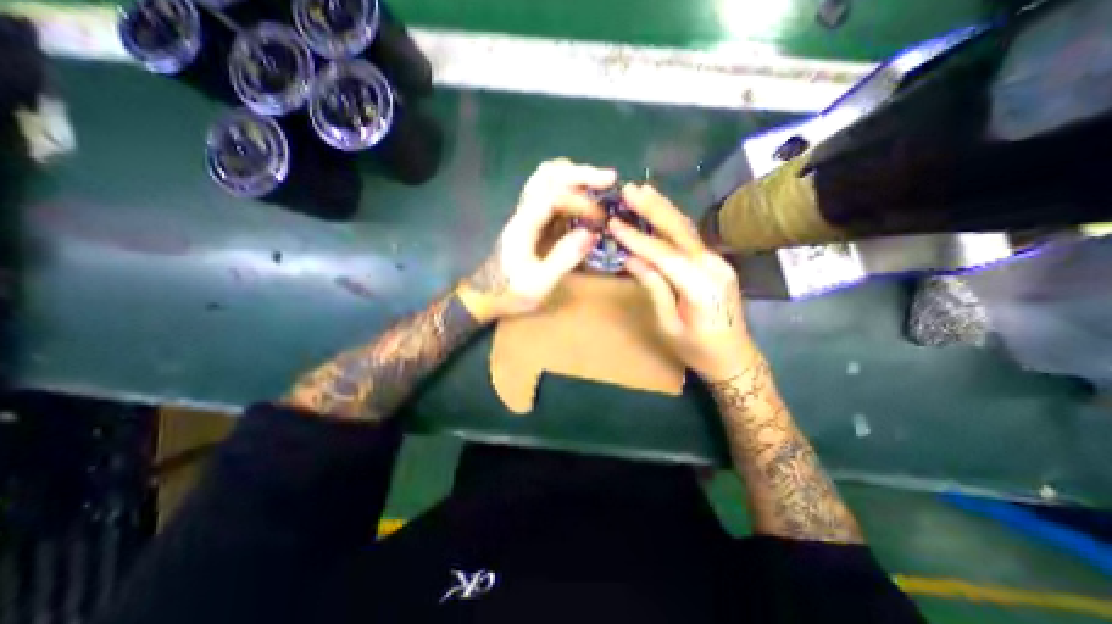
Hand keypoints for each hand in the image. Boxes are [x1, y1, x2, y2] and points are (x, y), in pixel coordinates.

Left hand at [454, 158, 615, 324]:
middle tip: (610, 179)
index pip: (552, 196)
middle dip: (581, 173)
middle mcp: (523, 211)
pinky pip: (550, 192)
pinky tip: (584, 198)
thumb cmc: (512, 291)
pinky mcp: (532, 219)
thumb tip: (591, 233)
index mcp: (524, 225)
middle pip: (548, 174)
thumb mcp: (539, 283)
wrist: (488, 294)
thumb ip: (564, 258)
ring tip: (599, 184)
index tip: (600, 219)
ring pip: (547, 178)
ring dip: (574, 176)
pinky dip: (569, 188)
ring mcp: (526, 213)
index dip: (580, 201)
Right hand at [605, 182, 759, 382]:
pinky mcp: (716, 263)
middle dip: (654, 208)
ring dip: (664, 208)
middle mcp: (714, 267)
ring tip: (642, 191)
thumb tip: (631, 259)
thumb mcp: (668, 325)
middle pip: (680, 231)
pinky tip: (659, 211)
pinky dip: (672, 223)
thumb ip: (653, 288)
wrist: (734, 358)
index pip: (664, 255)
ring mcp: (718, 262)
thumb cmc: (697, 349)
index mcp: (701, 287)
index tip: (614, 223)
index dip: (637, 239)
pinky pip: (691, 239)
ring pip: (688, 229)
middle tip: (629, 190)